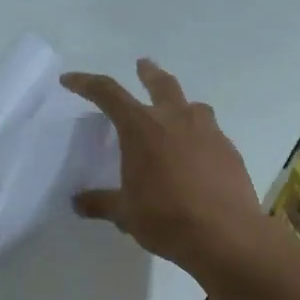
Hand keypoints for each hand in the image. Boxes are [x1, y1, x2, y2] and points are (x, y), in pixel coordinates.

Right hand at [61, 59, 280, 277]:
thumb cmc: (166, 218)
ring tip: (177, 112)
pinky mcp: (229, 150)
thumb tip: (77, 202)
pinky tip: (198, 155)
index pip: (108, 93)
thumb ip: (101, 203)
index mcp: (142, 128)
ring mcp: (207, 131)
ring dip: (180, 103)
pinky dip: (199, 135)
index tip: (70, 80)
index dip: (86, 83)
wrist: (225, 234)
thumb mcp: (126, 213)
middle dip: (148, 72)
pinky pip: (211, 131)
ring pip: (192, 105)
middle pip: (160, 83)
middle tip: (142, 65)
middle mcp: (175, 119)